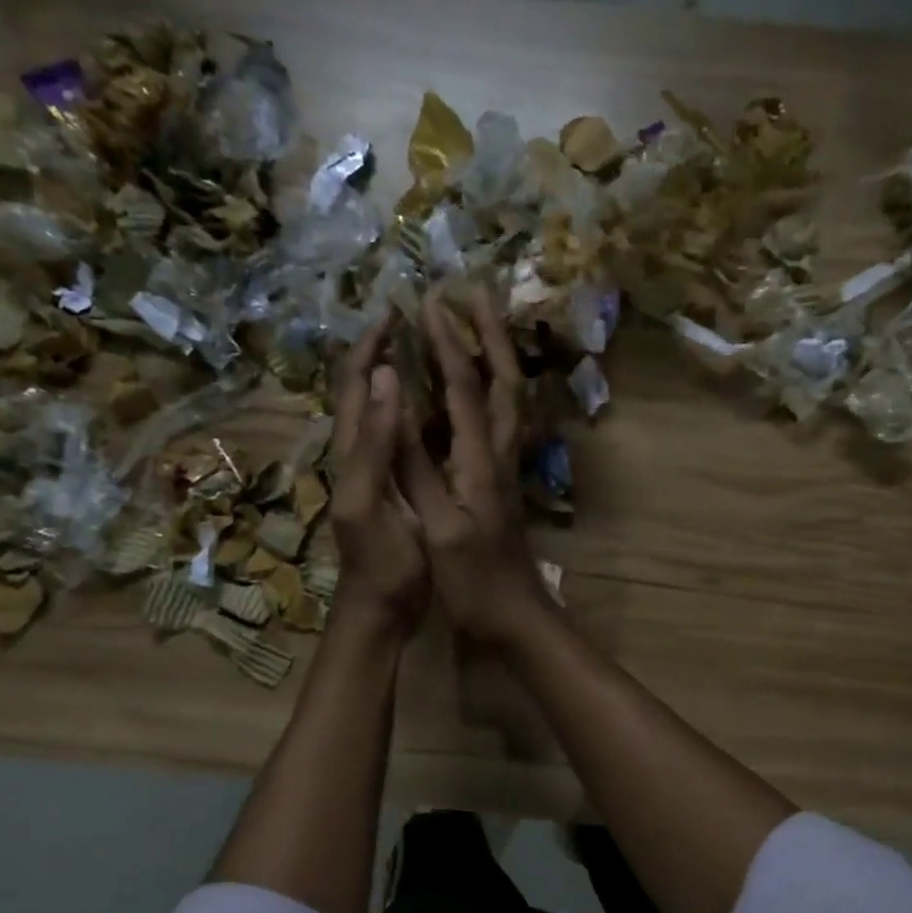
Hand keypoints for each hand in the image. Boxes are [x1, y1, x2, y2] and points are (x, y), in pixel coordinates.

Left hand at [329, 313, 429, 635]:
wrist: (382, 609)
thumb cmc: (379, 562)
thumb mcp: (368, 502)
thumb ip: (372, 443)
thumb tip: (382, 376)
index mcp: (349, 451)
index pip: (352, 382)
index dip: (370, 344)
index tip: (396, 311)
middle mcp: (358, 451)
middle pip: (362, 388)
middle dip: (381, 349)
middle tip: (414, 320)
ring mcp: (376, 470)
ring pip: (380, 410)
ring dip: (396, 374)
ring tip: (426, 348)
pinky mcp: (395, 487)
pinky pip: (399, 436)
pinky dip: (412, 409)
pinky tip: (437, 406)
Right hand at [396, 290, 553, 649]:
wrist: (516, 619)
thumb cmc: (475, 582)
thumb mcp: (440, 527)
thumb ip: (417, 467)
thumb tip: (395, 403)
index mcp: (480, 463)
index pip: (467, 390)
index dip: (449, 344)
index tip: (429, 302)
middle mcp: (499, 457)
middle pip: (504, 383)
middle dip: (489, 335)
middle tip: (474, 294)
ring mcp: (503, 472)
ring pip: (509, 402)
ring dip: (496, 358)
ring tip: (478, 328)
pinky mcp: (500, 487)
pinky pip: (500, 426)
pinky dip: (489, 394)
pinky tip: (474, 393)